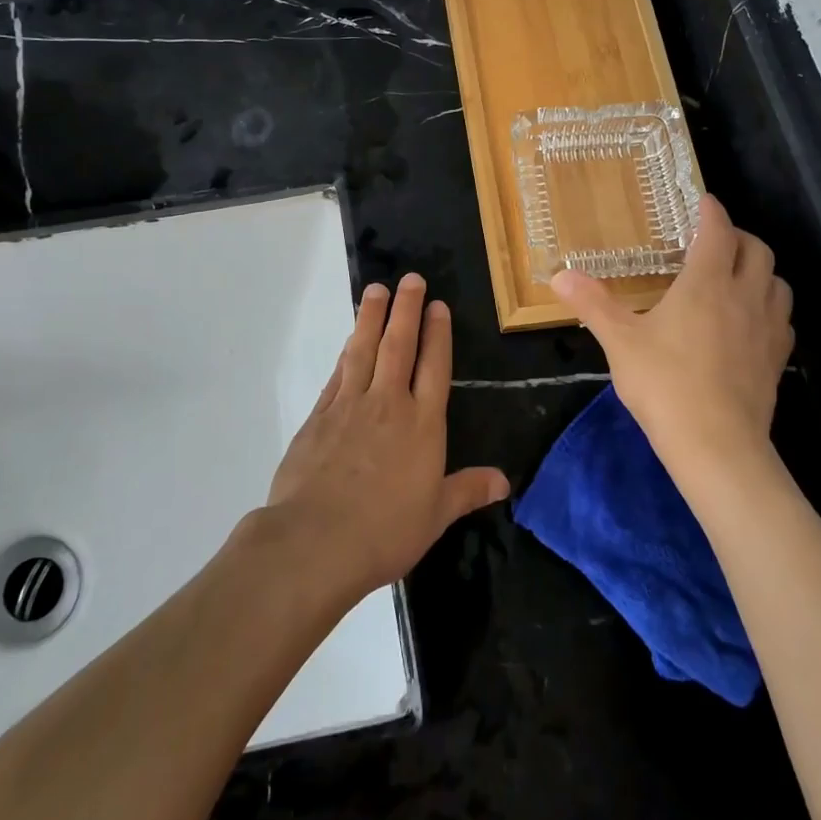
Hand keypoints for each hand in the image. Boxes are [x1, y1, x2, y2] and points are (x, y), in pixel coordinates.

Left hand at [267, 273, 509, 598]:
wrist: (315, 540)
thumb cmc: (384, 531)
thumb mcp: (435, 516)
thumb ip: (467, 491)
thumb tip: (505, 481)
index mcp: (423, 425)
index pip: (434, 367)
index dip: (437, 334)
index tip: (437, 306)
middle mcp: (388, 404)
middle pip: (399, 346)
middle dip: (406, 309)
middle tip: (410, 279)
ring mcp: (350, 406)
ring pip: (364, 350)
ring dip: (371, 318)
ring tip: (376, 290)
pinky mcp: (319, 416)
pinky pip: (338, 374)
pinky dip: (346, 353)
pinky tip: (350, 341)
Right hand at [551, 195, 793, 487]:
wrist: (717, 445)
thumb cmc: (665, 384)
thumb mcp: (620, 341)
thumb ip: (593, 304)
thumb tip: (560, 275)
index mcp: (706, 283)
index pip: (718, 232)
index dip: (711, 212)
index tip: (703, 201)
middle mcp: (744, 297)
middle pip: (757, 250)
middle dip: (738, 237)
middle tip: (715, 240)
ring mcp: (767, 329)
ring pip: (778, 282)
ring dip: (760, 270)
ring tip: (736, 276)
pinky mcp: (776, 359)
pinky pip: (782, 318)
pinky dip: (769, 306)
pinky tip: (750, 321)